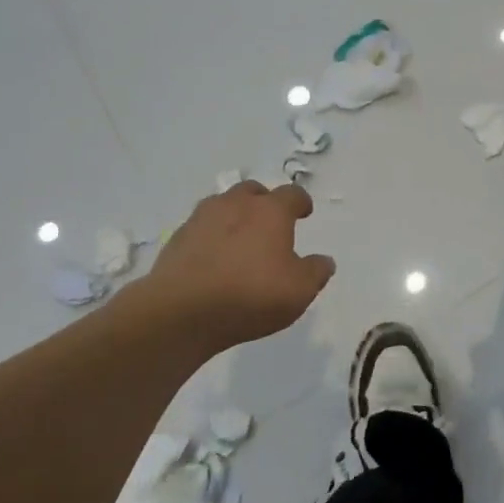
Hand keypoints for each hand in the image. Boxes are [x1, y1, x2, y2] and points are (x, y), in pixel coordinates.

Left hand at [143, 182, 335, 354]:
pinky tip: (213, 257)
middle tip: (270, 224)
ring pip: (223, 204)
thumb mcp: (299, 291)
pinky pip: (201, 227)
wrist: (182, 311)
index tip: (304, 213)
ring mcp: (202, 218)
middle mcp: (236, 204)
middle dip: (264, 202)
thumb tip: (324, 261)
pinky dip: (211, 235)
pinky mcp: (178, 238)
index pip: (292, 194)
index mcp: (270, 211)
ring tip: (240, 239)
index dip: (301, 202)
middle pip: (253, 191)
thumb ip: (316, 272)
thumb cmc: (250, 295)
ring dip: (234, 215)